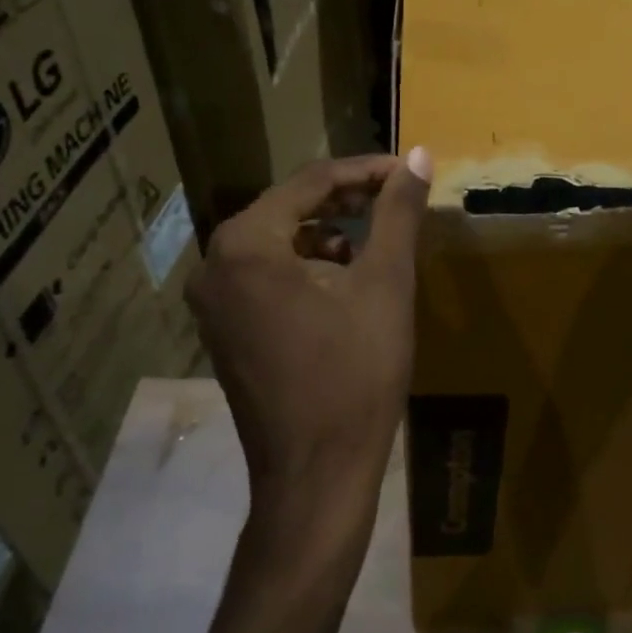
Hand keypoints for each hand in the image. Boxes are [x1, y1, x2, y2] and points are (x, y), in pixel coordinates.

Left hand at [188, 151, 432, 514]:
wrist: (317, 477)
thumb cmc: (354, 374)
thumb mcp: (385, 284)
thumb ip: (398, 213)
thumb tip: (418, 155)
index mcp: (246, 244)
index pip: (311, 182)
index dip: (365, 171)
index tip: (407, 171)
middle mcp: (215, 265)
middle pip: (289, 207)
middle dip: (345, 198)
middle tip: (395, 196)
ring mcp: (213, 301)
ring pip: (278, 240)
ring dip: (326, 230)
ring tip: (373, 236)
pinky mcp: (223, 329)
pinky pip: (265, 274)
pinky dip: (306, 264)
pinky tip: (343, 277)